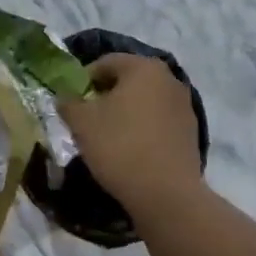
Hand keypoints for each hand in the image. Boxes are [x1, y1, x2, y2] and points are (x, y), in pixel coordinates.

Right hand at [59, 54, 203, 212]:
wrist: (166, 192)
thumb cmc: (119, 147)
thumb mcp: (82, 123)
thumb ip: (68, 103)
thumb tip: (64, 97)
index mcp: (143, 67)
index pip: (105, 62)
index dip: (84, 80)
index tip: (72, 103)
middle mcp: (169, 78)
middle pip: (128, 80)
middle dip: (106, 95)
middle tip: (87, 119)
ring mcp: (184, 105)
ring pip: (145, 100)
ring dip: (125, 112)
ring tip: (108, 136)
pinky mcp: (191, 130)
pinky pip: (159, 120)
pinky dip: (143, 127)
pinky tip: (131, 149)